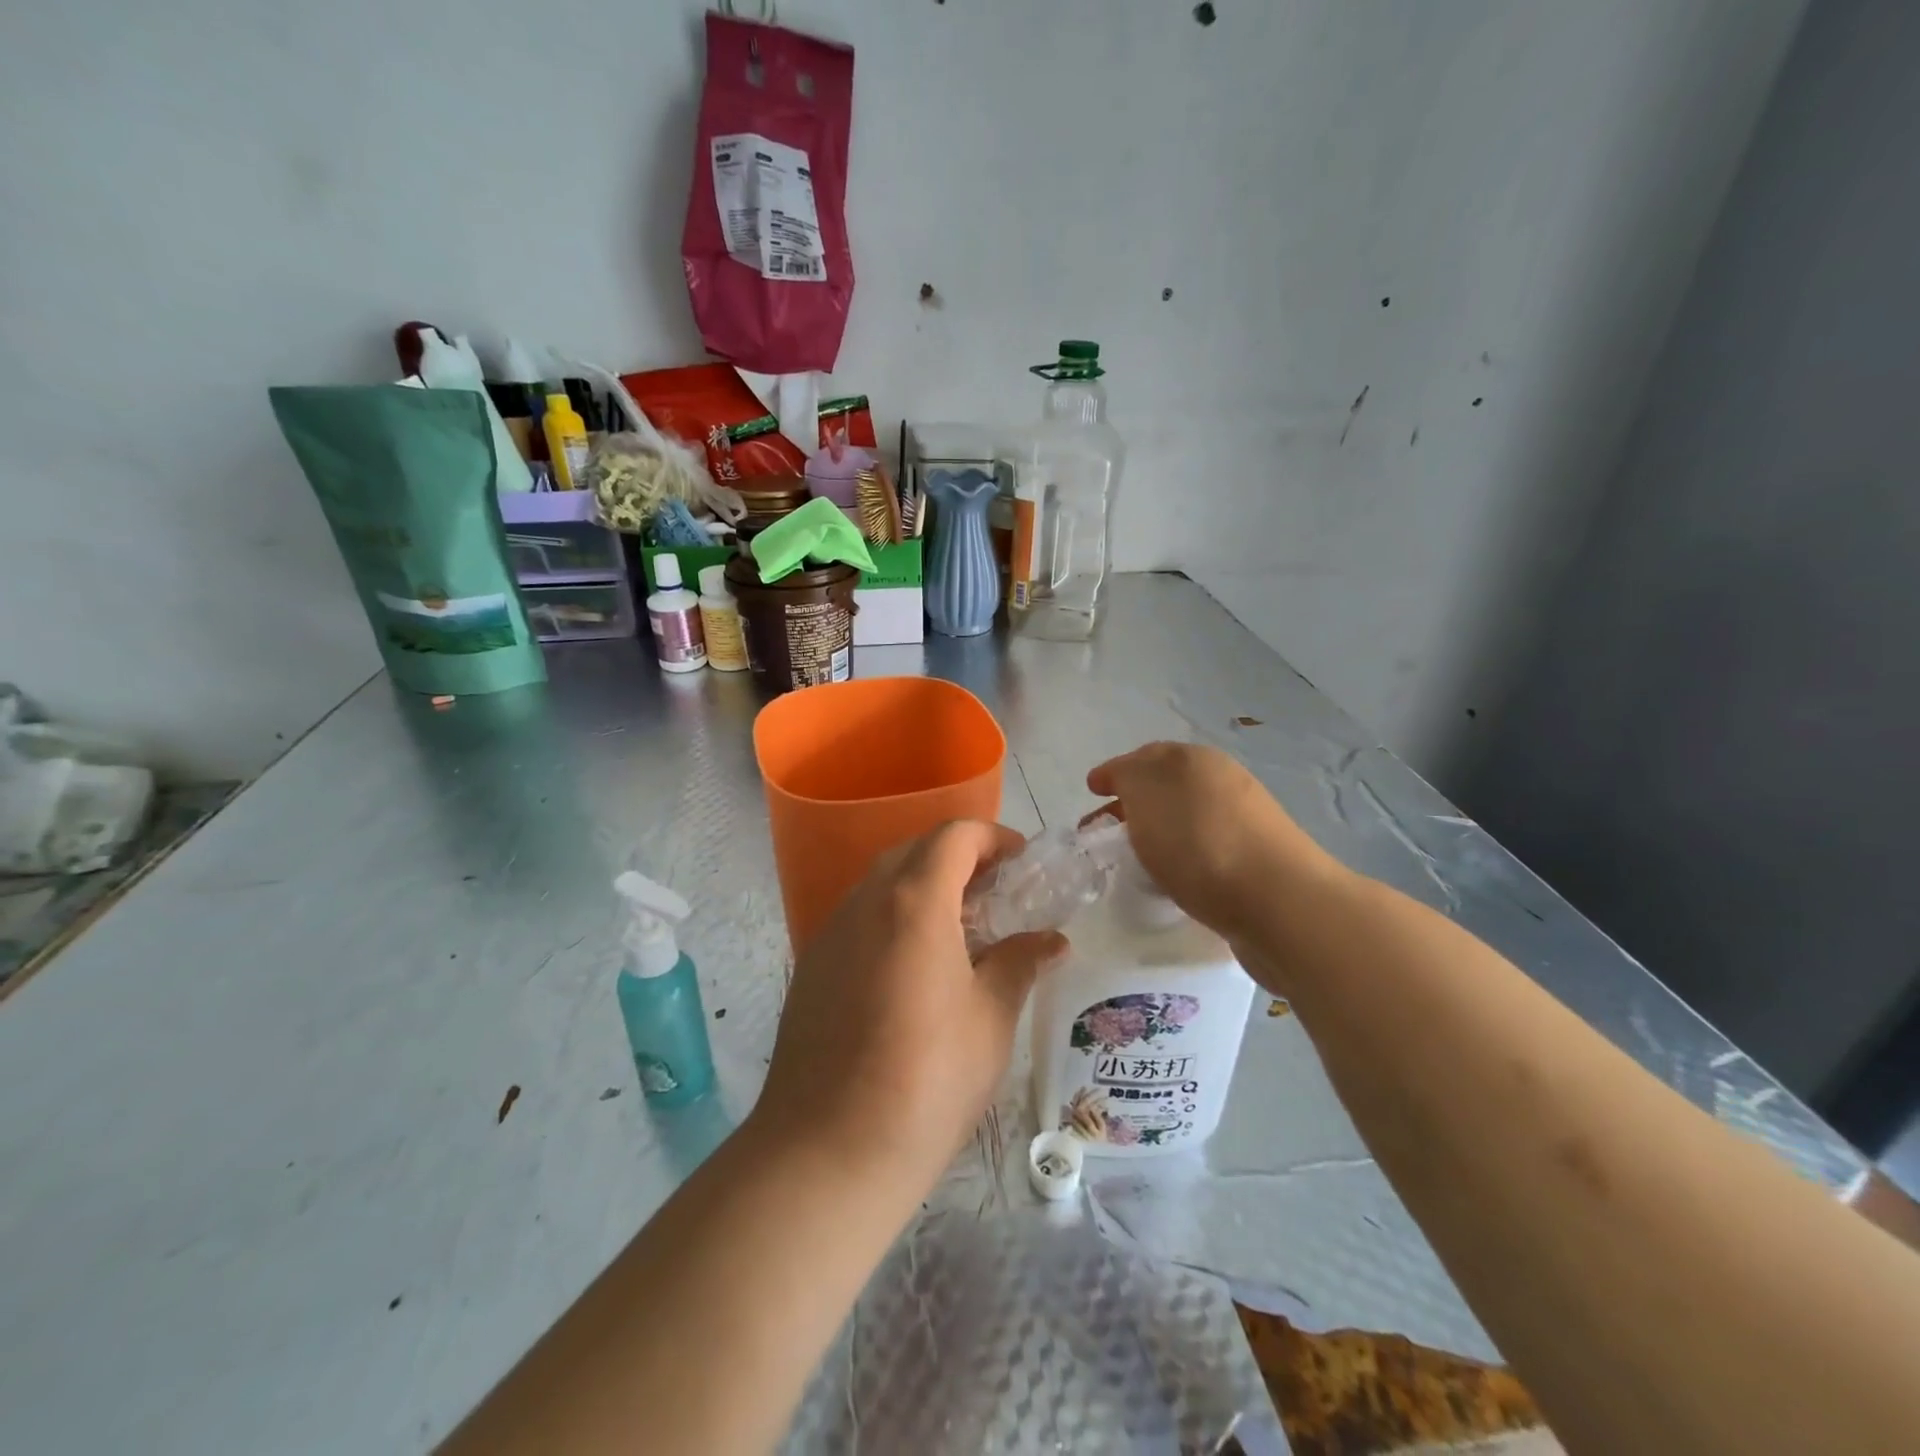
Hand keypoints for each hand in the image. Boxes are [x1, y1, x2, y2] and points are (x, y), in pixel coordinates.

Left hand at [753, 821, 1067, 1187]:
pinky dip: (893, 918)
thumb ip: (1019, 964)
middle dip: (959, 858)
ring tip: (960, 930)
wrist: (826, 1152)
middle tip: (996, 894)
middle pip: (914, 852)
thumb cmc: (926, 1080)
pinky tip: (913, 968)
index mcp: (913, 902)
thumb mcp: (990, 1020)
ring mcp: (830, 934)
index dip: (992, 837)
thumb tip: (1052, 940)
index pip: (953, 837)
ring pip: (881, 884)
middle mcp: (864, 903)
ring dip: (923, 887)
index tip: (1021, 862)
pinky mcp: (811, 967)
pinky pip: (859, 919)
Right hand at [1087, 742, 1341, 945]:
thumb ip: (1127, 777)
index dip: (1114, 772)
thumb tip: (1126, 781)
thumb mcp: (1145, 794)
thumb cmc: (1199, 842)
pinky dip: (1180, 856)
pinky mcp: (1257, 860)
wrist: (1278, 902)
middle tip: (1102, 832)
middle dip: (1131, 804)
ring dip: (1156, 831)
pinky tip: (1171, 879)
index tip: (1092, 792)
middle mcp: (1223, 781)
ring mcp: (1245, 821)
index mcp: (1195, 759)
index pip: (1144, 756)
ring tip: (1133, 860)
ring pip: (1185, 818)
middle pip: (1165, 787)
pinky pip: (1204, 849)